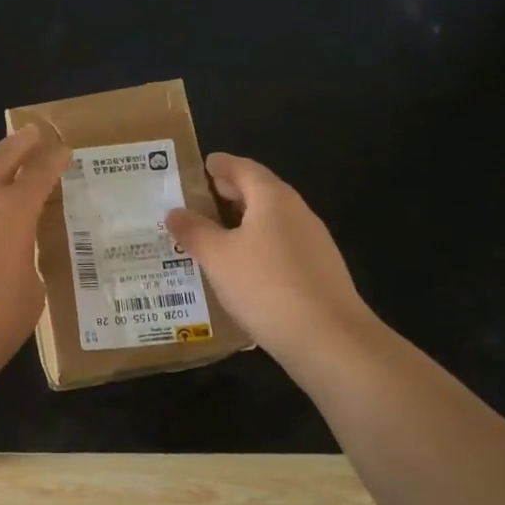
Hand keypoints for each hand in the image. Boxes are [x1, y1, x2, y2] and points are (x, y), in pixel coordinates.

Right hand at [165, 153, 381, 368]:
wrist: (329, 340)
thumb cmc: (266, 285)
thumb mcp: (218, 257)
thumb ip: (194, 231)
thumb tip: (175, 212)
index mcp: (273, 199)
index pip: (244, 168)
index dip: (221, 165)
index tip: (203, 164)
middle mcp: (297, 213)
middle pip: (260, 193)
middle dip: (230, 193)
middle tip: (199, 199)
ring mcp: (313, 244)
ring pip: (270, 222)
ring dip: (242, 223)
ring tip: (212, 235)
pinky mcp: (318, 272)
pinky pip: (280, 248)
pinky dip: (257, 247)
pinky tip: (240, 269)